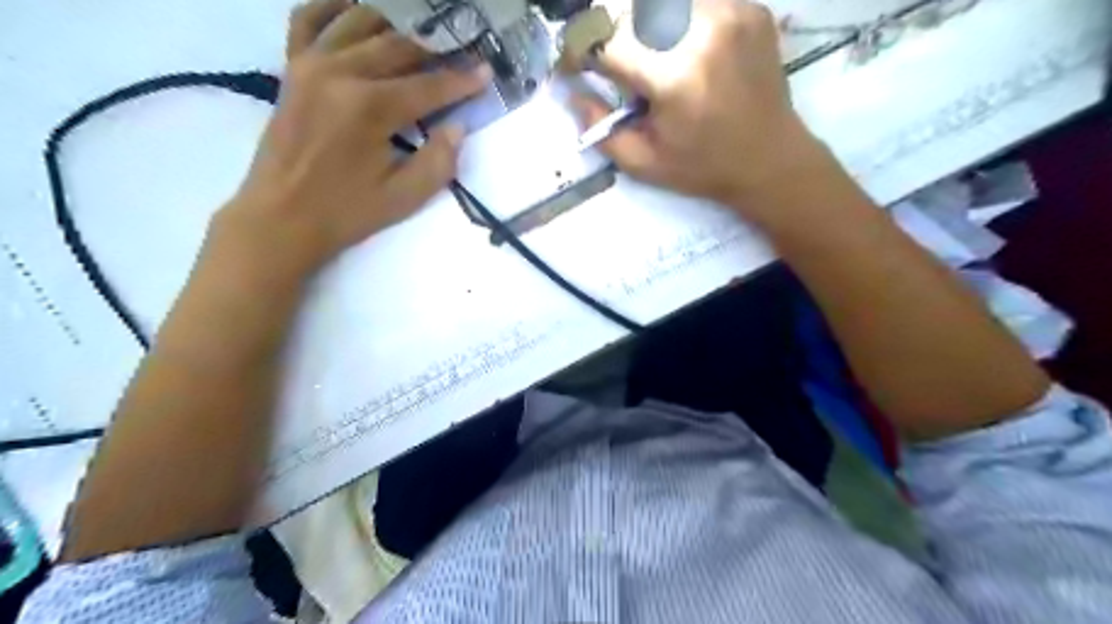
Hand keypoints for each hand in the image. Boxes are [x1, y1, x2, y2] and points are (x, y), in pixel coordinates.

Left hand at [217, 1, 490, 277]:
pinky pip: (308, 19)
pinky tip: (357, 13)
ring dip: (395, 26)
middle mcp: (340, 72)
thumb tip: (457, 127)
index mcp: (370, 108)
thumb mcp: (404, 198)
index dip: (462, 80)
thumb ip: (439, 161)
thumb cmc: (346, 211)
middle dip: (435, 50)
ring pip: (360, 23)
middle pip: (398, 47)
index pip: (428, 86)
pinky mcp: (291, 68)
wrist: (280, 217)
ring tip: (420, 38)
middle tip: (460, 52)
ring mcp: (310, 64)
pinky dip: (334, 9)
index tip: (487, 71)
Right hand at [584, 0, 824, 221]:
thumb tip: (573, 93)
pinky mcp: (749, 7)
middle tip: (607, 58)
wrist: (770, 160)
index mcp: (673, 75)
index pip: (604, 38)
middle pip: (629, 5)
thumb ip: (600, 129)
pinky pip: (694, 1)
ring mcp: (731, 10)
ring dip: (640, 21)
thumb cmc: (703, 168)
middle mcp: (701, 29)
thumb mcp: (643, 163)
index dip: (577, 50)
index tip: (573, 67)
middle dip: (606, 30)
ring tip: (644, 55)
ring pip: (661, 0)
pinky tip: (679, 45)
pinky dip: (674, 17)